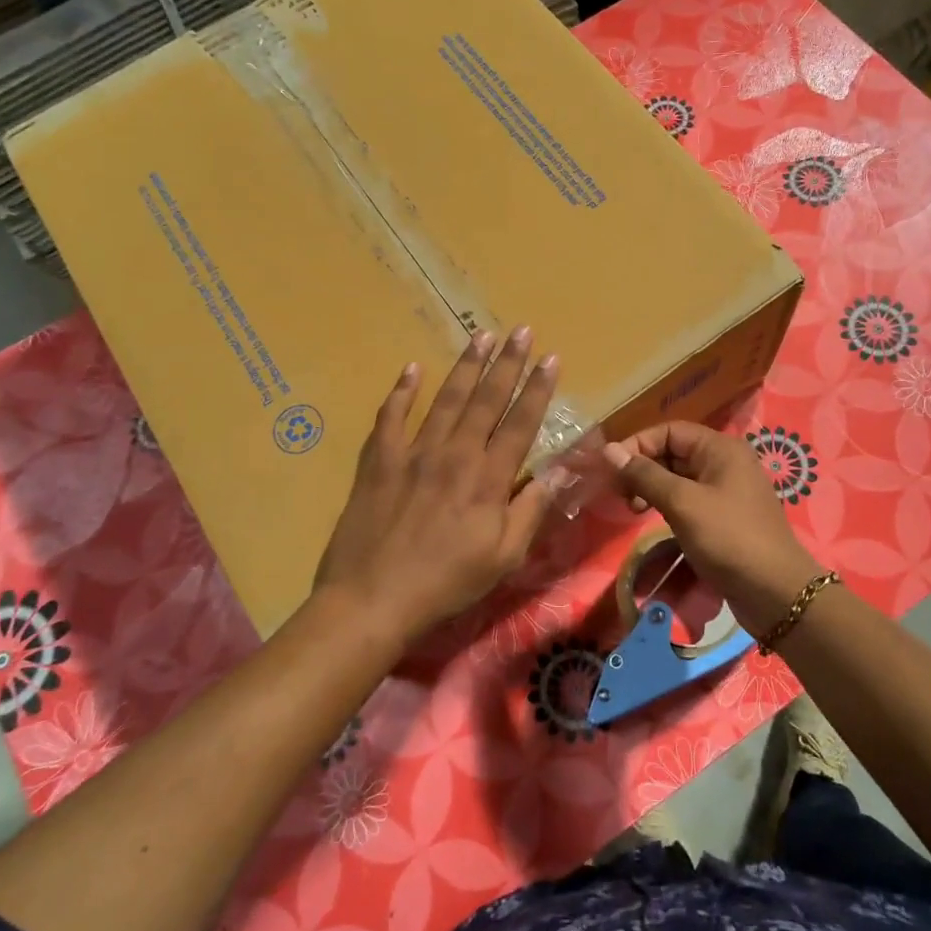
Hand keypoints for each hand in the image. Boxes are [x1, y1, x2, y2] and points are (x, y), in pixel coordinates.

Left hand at [315, 327, 559, 639]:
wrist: (372, 599)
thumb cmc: (446, 584)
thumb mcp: (504, 557)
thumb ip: (531, 510)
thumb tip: (558, 472)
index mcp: (488, 479)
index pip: (520, 423)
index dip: (537, 389)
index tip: (550, 358)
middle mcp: (454, 455)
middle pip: (485, 400)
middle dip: (507, 363)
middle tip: (520, 331)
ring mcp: (413, 453)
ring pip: (445, 399)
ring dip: (465, 366)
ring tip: (481, 337)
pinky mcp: (378, 461)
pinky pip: (391, 417)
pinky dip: (402, 392)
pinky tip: (412, 369)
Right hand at [604, 422, 825, 637]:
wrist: (775, 592)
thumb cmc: (728, 539)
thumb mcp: (682, 503)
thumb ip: (645, 475)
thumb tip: (608, 450)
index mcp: (720, 448)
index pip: (669, 430)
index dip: (638, 444)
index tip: (611, 469)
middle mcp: (725, 462)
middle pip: (673, 452)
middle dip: (643, 468)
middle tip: (621, 495)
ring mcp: (726, 490)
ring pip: (679, 477)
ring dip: (653, 488)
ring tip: (634, 510)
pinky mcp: (724, 517)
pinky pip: (689, 499)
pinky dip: (668, 505)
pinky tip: (654, 520)